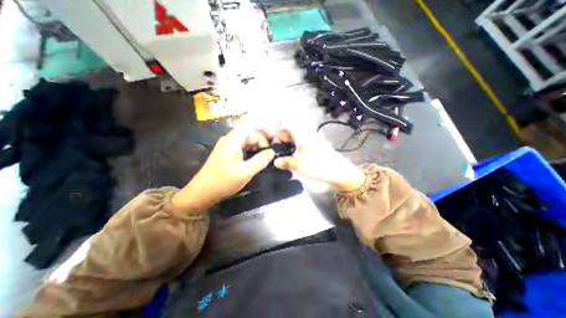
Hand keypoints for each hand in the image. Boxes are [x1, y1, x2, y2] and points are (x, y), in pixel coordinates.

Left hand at [171, 126, 275, 214]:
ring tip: (266, 157)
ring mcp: (229, 145)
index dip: (264, 129)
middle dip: (262, 141)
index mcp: (233, 140)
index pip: (251, 125)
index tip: (275, 138)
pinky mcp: (228, 152)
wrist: (202, 191)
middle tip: (271, 153)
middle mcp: (230, 139)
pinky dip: (252, 151)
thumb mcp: (245, 172)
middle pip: (250, 133)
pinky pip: (243, 147)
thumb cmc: (223, 181)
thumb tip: (272, 152)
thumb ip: (261, 160)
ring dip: (258, 146)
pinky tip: (257, 159)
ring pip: (247, 140)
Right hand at [274, 128, 367, 192]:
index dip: (279, 133)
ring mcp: (313, 139)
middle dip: (283, 138)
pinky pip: (303, 142)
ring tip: (285, 153)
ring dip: (290, 142)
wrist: (338, 171)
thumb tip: (275, 162)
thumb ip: (286, 162)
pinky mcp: (317, 146)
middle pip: (292, 130)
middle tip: (279, 149)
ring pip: (298, 136)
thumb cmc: (318, 166)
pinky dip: (296, 146)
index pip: (288, 125)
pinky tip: (295, 155)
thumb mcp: (298, 165)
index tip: (274, 143)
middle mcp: (308, 134)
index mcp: (302, 135)